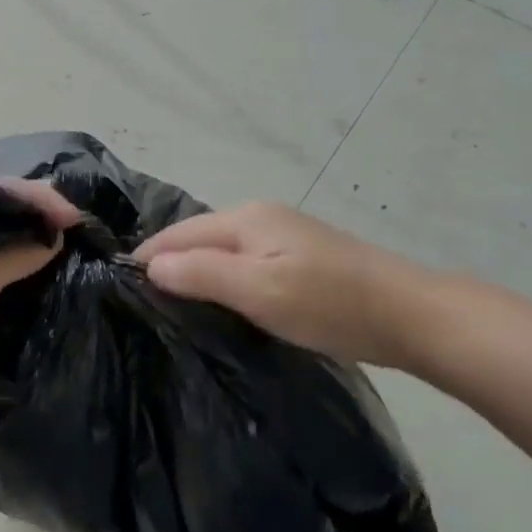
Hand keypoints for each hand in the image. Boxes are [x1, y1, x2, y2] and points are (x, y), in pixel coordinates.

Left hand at [0, 181, 82, 420]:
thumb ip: (12, 256)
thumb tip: (56, 237)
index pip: (0, 194)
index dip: (38, 200)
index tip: (73, 219)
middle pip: (13, 221)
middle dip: (47, 223)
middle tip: (85, 235)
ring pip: (19, 254)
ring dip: (47, 255)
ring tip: (84, 257)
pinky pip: (18, 287)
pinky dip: (41, 284)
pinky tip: (65, 285)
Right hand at [132, 203, 435, 369]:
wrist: (411, 315)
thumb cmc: (329, 303)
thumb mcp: (258, 291)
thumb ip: (202, 274)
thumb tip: (151, 265)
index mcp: (245, 218)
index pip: (177, 234)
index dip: (148, 259)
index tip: (120, 291)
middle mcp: (259, 216)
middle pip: (197, 238)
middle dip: (169, 264)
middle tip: (143, 304)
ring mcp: (282, 234)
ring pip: (220, 250)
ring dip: (195, 273)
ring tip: (173, 307)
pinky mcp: (299, 257)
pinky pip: (243, 262)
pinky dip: (223, 279)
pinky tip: (220, 302)